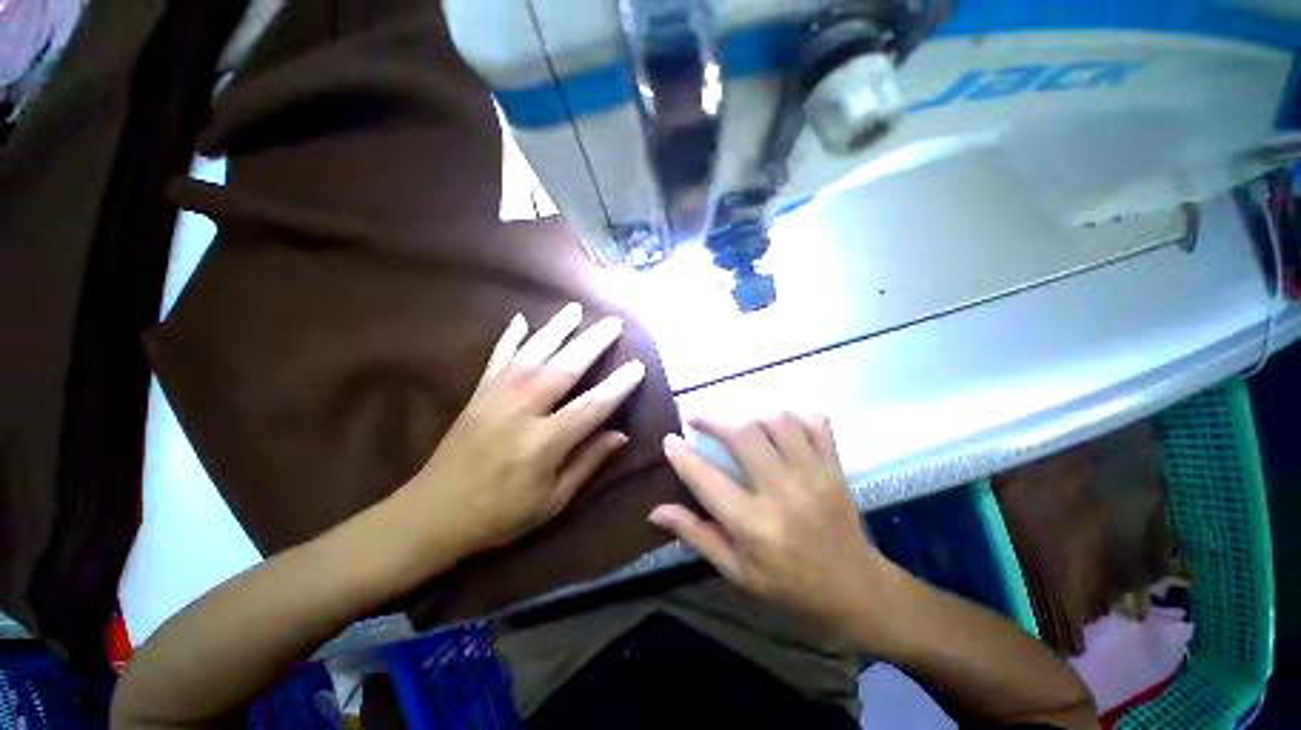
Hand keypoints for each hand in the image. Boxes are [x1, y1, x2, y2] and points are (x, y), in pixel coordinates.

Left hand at [400, 302, 645, 555]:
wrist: (431, 516)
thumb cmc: (499, 515)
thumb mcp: (552, 501)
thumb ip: (587, 463)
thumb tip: (621, 435)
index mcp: (543, 443)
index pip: (591, 406)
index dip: (617, 386)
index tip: (637, 365)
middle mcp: (521, 412)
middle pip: (563, 369)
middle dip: (592, 343)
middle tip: (613, 322)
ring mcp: (495, 398)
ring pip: (532, 354)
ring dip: (556, 329)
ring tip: (575, 309)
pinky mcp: (477, 395)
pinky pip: (496, 359)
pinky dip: (510, 337)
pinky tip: (521, 318)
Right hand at [651, 414, 882, 623]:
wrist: (854, 588)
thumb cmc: (787, 583)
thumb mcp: (735, 570)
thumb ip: (696, 534)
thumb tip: (655, 511)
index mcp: (754, 526)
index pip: (707, 479)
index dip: (682, 455)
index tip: (669, 439)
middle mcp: (783, 493)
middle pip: (743, 434)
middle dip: (713, 418)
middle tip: (697, 418)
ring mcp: (813, 475)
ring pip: (777, 421)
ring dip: (750, 414)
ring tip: (737, 423)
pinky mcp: (834, 467)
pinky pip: (815, 423)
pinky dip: (793, 415)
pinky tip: (778, 424)